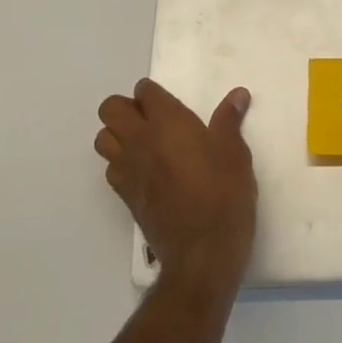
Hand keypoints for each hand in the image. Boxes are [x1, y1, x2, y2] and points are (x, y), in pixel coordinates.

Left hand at [96, 80, 256, 284]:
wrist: (202, 251)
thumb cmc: (223, 193)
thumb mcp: (235, 153)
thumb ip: (230, 120)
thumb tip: (238, 94)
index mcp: (167, 122)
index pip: (144, 91)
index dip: (154, 94)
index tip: (170, 104)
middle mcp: (140, 140)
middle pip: (110, 109)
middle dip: (126, 108)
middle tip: (152, 120)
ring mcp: (127, 169)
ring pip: (103, 138)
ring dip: (117, 135)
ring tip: (144, 144)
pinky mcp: (125, 196)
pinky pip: (110, 168)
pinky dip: (120, 163)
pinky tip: (144, 172)